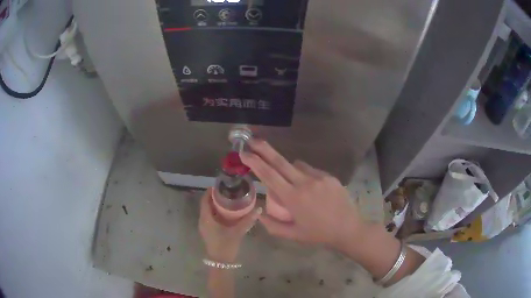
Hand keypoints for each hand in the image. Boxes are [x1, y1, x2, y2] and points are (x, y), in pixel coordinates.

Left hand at [199, 188, 261, 261]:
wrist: (221, 262)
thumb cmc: (226, 245)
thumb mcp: (238, 232)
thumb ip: (248, 220)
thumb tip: (259, 208)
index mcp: (206, 219)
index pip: (204, 200)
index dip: (210, 192)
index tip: (219, 186)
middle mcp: (203, 221)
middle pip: (206, 204)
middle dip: (214, 197)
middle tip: (227, 192)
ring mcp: (204, 227)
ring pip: (208, 211)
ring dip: (215, 205)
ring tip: (228, 200)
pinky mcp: (208, 231)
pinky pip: (210, 217)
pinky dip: (216, 212)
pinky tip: (227, 213)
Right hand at [240, 140, 367, 250]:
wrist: (348, 229)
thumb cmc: (318, 234)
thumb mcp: (293, 235)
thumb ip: (272, 225)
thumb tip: (258, 213)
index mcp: (293, 198)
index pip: (269, 175)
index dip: (254, 162)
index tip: (244, 152)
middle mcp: (305, 183)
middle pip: (280, 161)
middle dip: (263, 149)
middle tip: (252, 139)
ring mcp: (319, 177)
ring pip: (296, 165)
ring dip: (287, 168)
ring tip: (291, 183)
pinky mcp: (329, 176)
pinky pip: (310, 170)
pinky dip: (304, 174)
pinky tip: (310, 188)